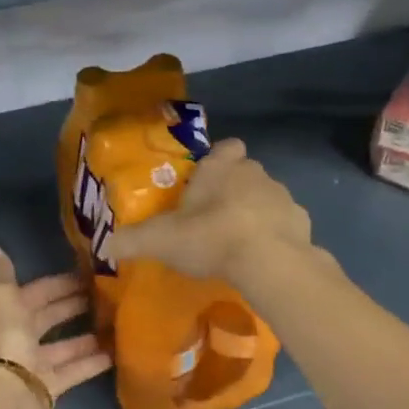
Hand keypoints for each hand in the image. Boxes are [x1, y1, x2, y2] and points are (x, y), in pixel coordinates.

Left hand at [0, 243, 111, 408]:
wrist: (6, 393)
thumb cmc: (6, 338)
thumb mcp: (1, 297)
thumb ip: (1, 271)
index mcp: (9, 312)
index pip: (39, 292)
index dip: (62, 283)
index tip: (91, 273)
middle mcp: (21, 336)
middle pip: (52, 317)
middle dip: (77, 305)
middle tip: (110, 294)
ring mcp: (36, 363)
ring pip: (66, 345)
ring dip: (89, 335)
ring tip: (118, 321)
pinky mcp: (50, 386)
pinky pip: (75, 370)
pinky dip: (93, 362)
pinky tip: (117, 352)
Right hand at [100, 138, 311, 283]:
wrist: (269, 262)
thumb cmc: (211, 236)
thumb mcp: (161, 240)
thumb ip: (132, 240)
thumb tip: (106, 245)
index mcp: (222, 167)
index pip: (226, 147)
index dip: (218, 159)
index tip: (206, 180)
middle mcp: (255, 172)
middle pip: (245, 173)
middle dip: (232, 190)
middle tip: (213, 219)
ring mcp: (283, 196)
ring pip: (266, 197)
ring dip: (254, 213)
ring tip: (237, 243)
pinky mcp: (302, 222)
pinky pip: (284, 224)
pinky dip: (274, 236)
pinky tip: (261, 258)